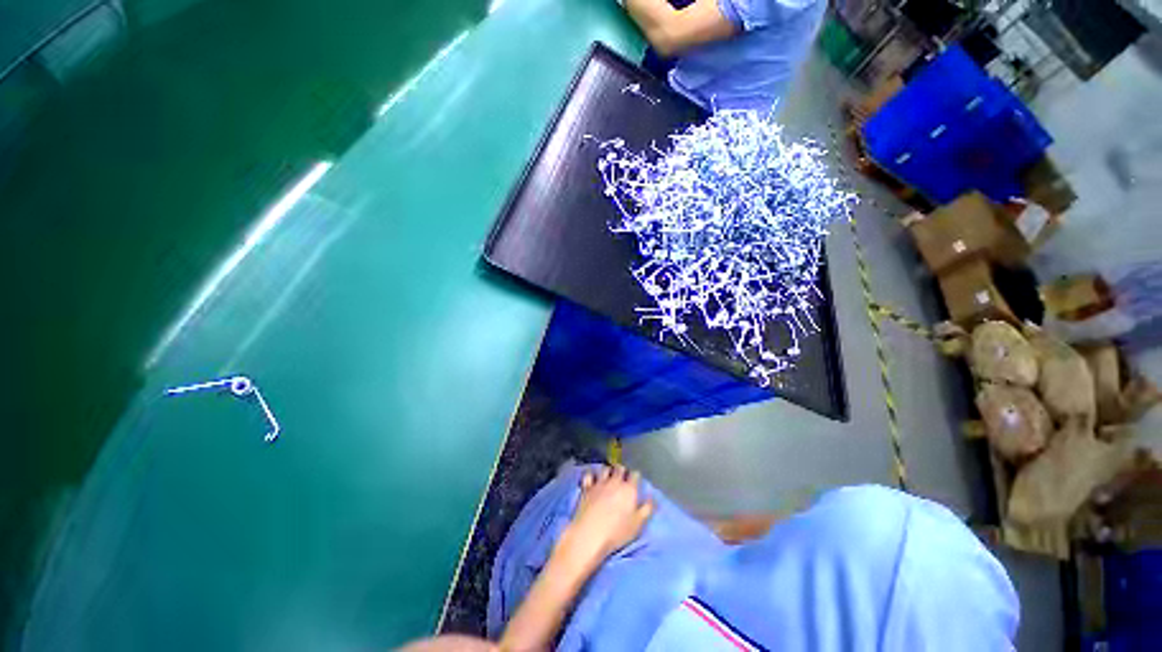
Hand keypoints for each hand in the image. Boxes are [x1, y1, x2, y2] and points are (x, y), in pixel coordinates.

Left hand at [556, 466, 654, 568]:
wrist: (591, 534)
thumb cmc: (617, 532)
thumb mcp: (637, 524)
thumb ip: (647, 509)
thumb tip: (652, 497)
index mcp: (629, 489)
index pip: (635, 475)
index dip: (635, 476)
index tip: (635, 480)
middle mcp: (615, 482)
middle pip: (619, 468)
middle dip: (622, 470)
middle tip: (622, 475)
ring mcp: (599, 483)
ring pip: (605, 469)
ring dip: (608, 470)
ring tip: (608, 475)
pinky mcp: (587, 487)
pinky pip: (589, 475)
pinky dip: (591, 475)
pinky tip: (591, 479)